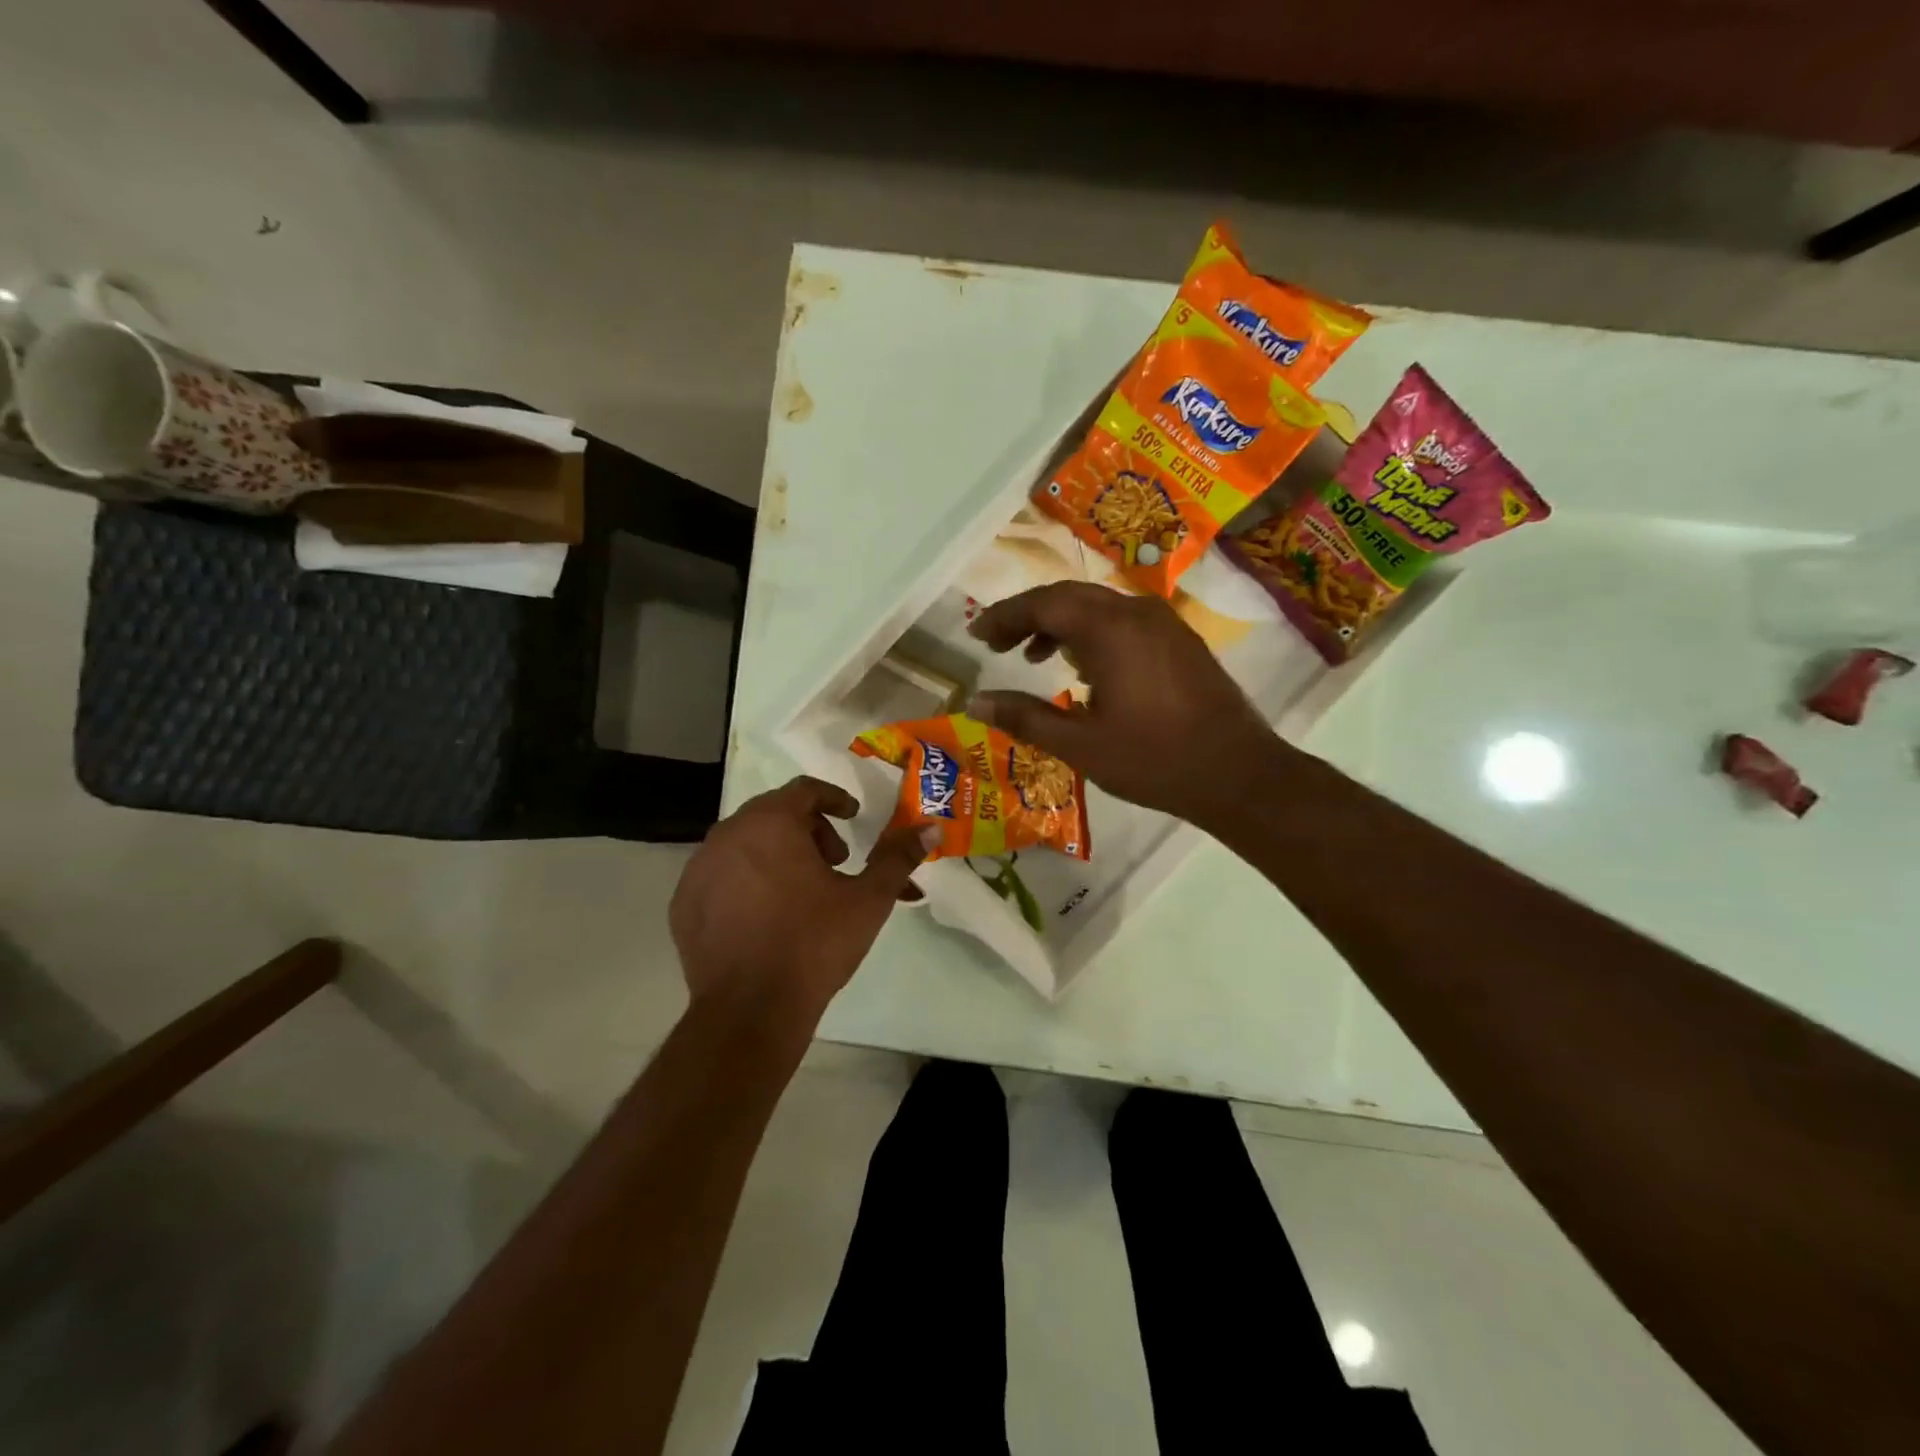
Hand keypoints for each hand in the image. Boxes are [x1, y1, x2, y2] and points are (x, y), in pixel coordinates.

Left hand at [670, 777, 933, 1018]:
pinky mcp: (684, 903)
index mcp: (771, 823)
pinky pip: (721, 875)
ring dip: (777, 854)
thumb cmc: (814, 943)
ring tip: (802, 892)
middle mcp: (728, 834)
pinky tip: (766, 916)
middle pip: (774, 813)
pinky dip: (746, 881)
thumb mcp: (868, 899)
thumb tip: (930, 829)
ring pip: (745, 843)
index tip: (853, 820)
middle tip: (834, 862)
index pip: (805, 790)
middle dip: (809, 830)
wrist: (751, 1010)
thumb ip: (898, 858)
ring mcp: (699, 869)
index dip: (835, 800)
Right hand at [966, 582, 1277, 823]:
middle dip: (1028, 615)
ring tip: (1032, 656)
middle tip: (997, 643)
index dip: (1003, 616)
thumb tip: (975, 703)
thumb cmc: (1153, 760)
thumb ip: (1024, 717)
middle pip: (1069, 596)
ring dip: (1060, 623)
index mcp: (1109, 630)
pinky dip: (1091, 632)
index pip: (1042, 604)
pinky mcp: (1180, 640)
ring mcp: (1163, 623)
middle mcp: (1136, 612)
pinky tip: (1083, 667)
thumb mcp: (1079, 745)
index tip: (975, 634)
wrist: (1238, 774)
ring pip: (1098, 606)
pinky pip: (1123, 620)